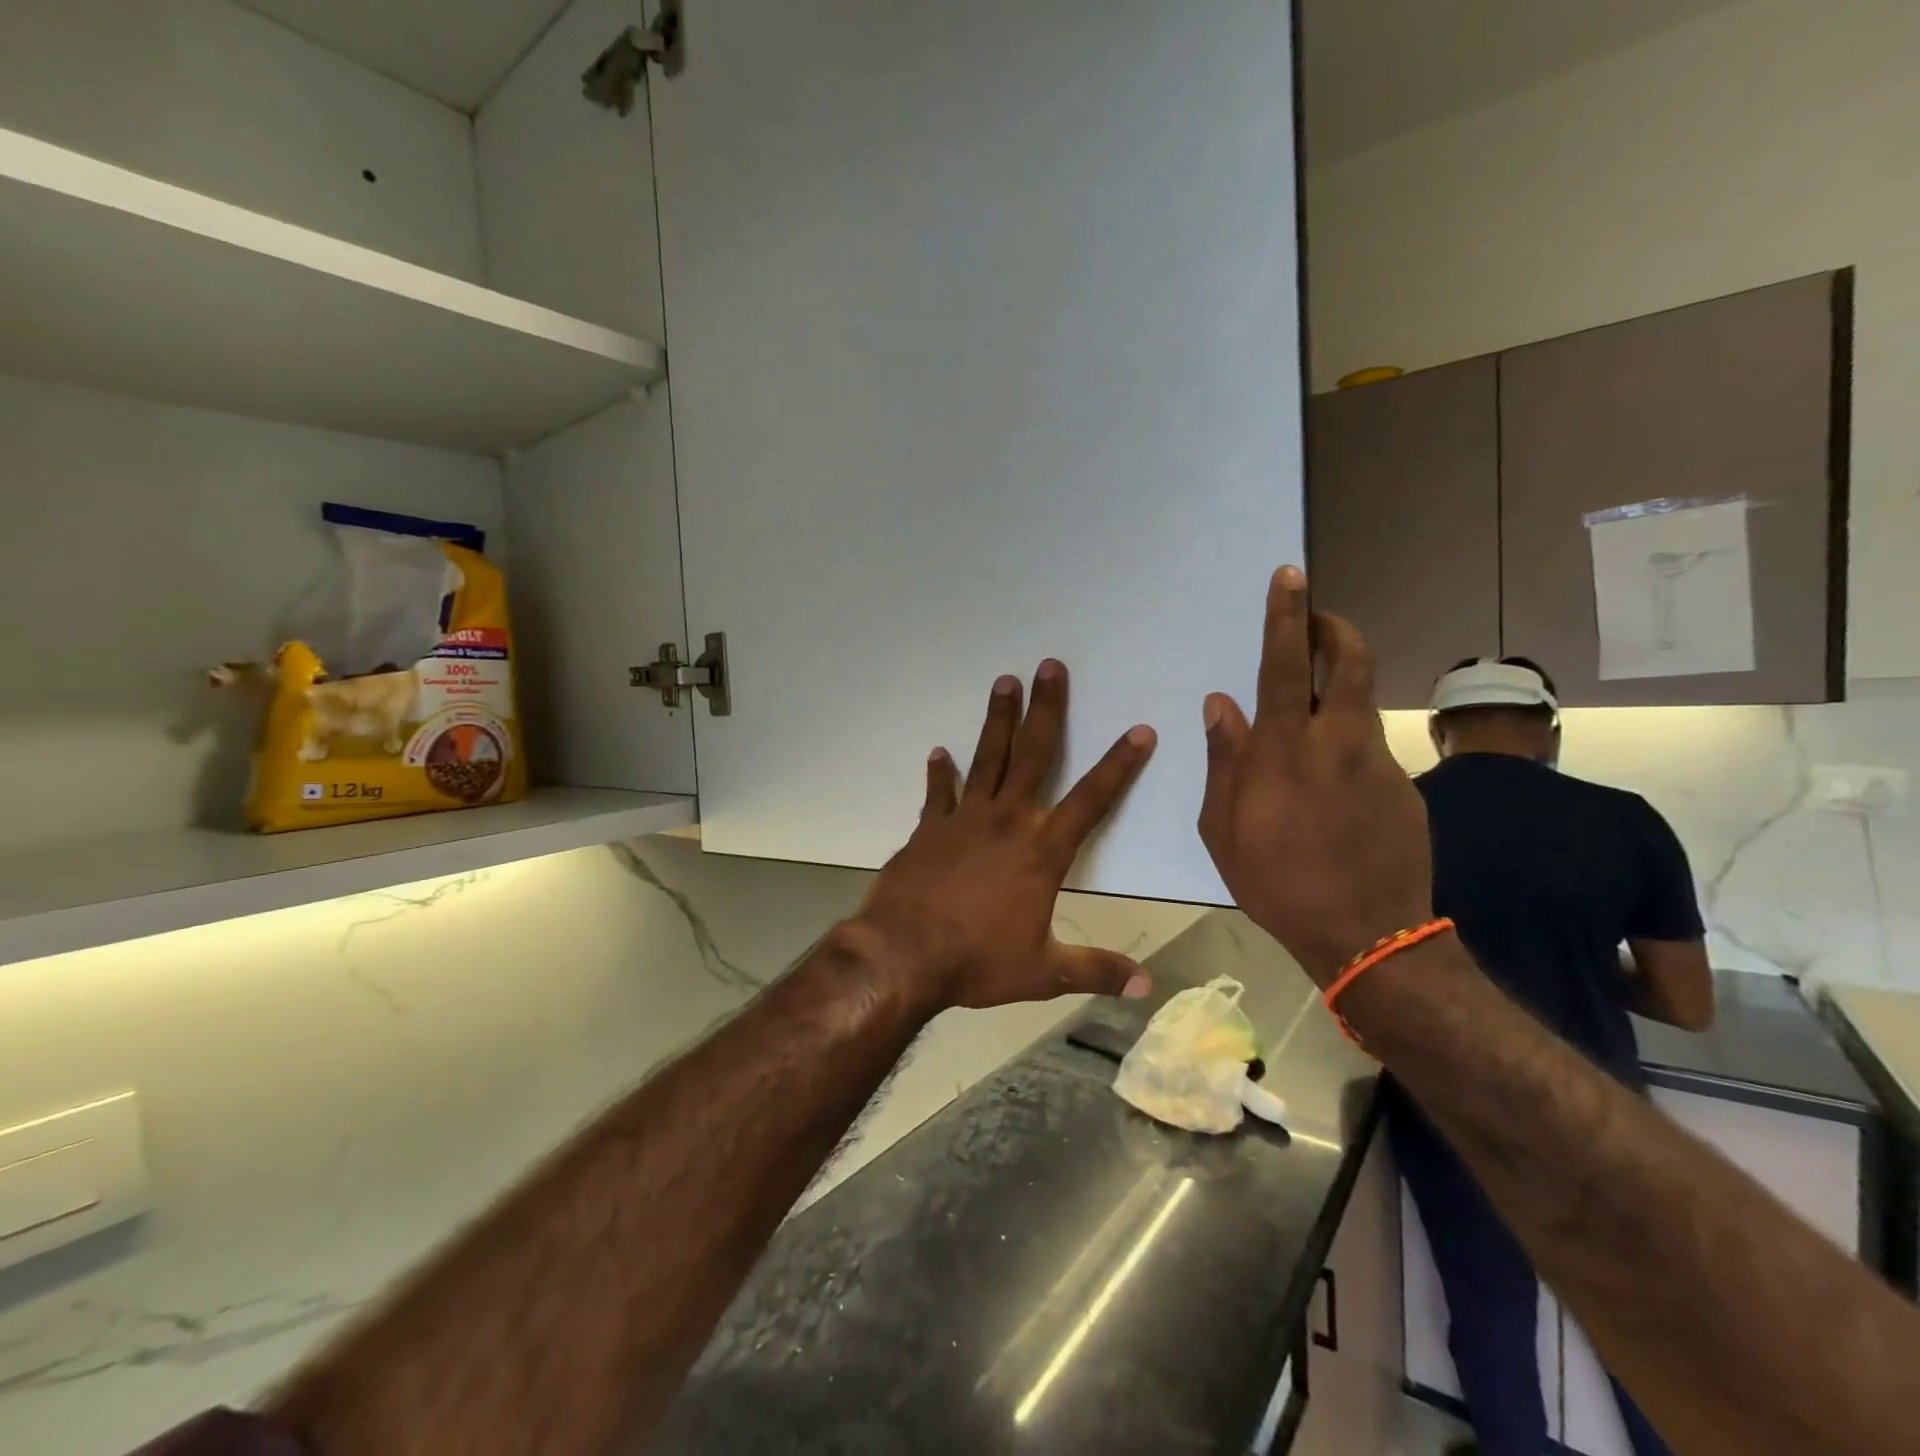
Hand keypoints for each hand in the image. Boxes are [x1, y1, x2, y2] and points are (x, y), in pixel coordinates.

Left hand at [854, 660, 1157, 1010]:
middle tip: (1050, 666)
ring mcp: (963, 819)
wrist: (904, 955)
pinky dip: (939, 772)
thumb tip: (1147, 987)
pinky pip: (938, 792)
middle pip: (1033, 754)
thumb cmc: (977, 961)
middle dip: (1047, 709)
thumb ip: (1095, 971)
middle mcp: (1006, 821)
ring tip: (1004, 681)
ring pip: (987, 757)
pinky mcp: (929, 828)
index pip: (1092, 800)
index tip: (1140, 730)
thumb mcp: (1043, 973)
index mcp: (1041, 850)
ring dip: (997, 719)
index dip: (1119, 765)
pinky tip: (939, 752)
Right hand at [1197, 566, 1432, 984]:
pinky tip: (1328, 786)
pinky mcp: (1402, 785)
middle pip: (1351, 660)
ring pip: (1360, 702)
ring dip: (1337, 687)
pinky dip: (1343, 743)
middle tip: (1315, 618)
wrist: (1368, 936)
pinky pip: (1366, 746)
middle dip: (1334, 627)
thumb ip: (1225, 759)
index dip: (1288, 617)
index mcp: (1285, 751)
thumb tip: (1220, 704)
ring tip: (1309, 714)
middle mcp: (1338, 742)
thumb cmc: (1277, 883)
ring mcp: (1378, 761)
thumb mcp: (1224, 829)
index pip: (1288, 665)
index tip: (1291, 575)